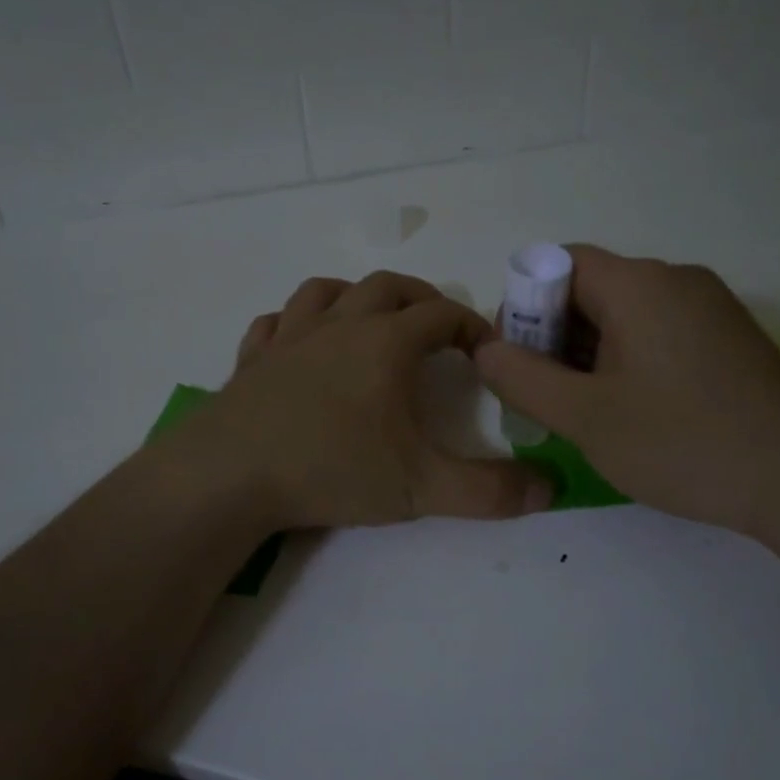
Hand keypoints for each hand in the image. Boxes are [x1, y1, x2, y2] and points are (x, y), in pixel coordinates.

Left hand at [180, 272, 555, 529]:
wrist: (229, 475)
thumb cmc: (331, 469)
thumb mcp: (421, 488)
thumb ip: (490, 491)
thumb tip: (551, 489)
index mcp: (385, 343)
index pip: (441, 315)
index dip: (471, 325)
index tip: (486, 348)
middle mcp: (338, 326)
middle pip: (387, 288)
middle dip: (420, 300)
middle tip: (437, 326)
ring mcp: (288, 338)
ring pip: (327, 291)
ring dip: (357, 297)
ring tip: (371, 320)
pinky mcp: (251, 359)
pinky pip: (275, 322)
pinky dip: (297, 323)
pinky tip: (300, 344)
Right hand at [475, 245, 779, 532]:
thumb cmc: (683, 441)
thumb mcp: (585, 417)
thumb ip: (522, 378)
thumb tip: (485, 349)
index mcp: (637, 283)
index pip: (557, 264)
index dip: (523, 305)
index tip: (515, 360)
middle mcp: (675, 279)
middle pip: (591, 288)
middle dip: (553, 335)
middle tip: (543, 395)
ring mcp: (709, 307)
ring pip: (625, 314)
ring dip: (590, 353)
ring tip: (584, 411)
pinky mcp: (729, 338)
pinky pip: (658, 333)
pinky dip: (628, 360)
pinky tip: (631, 411)